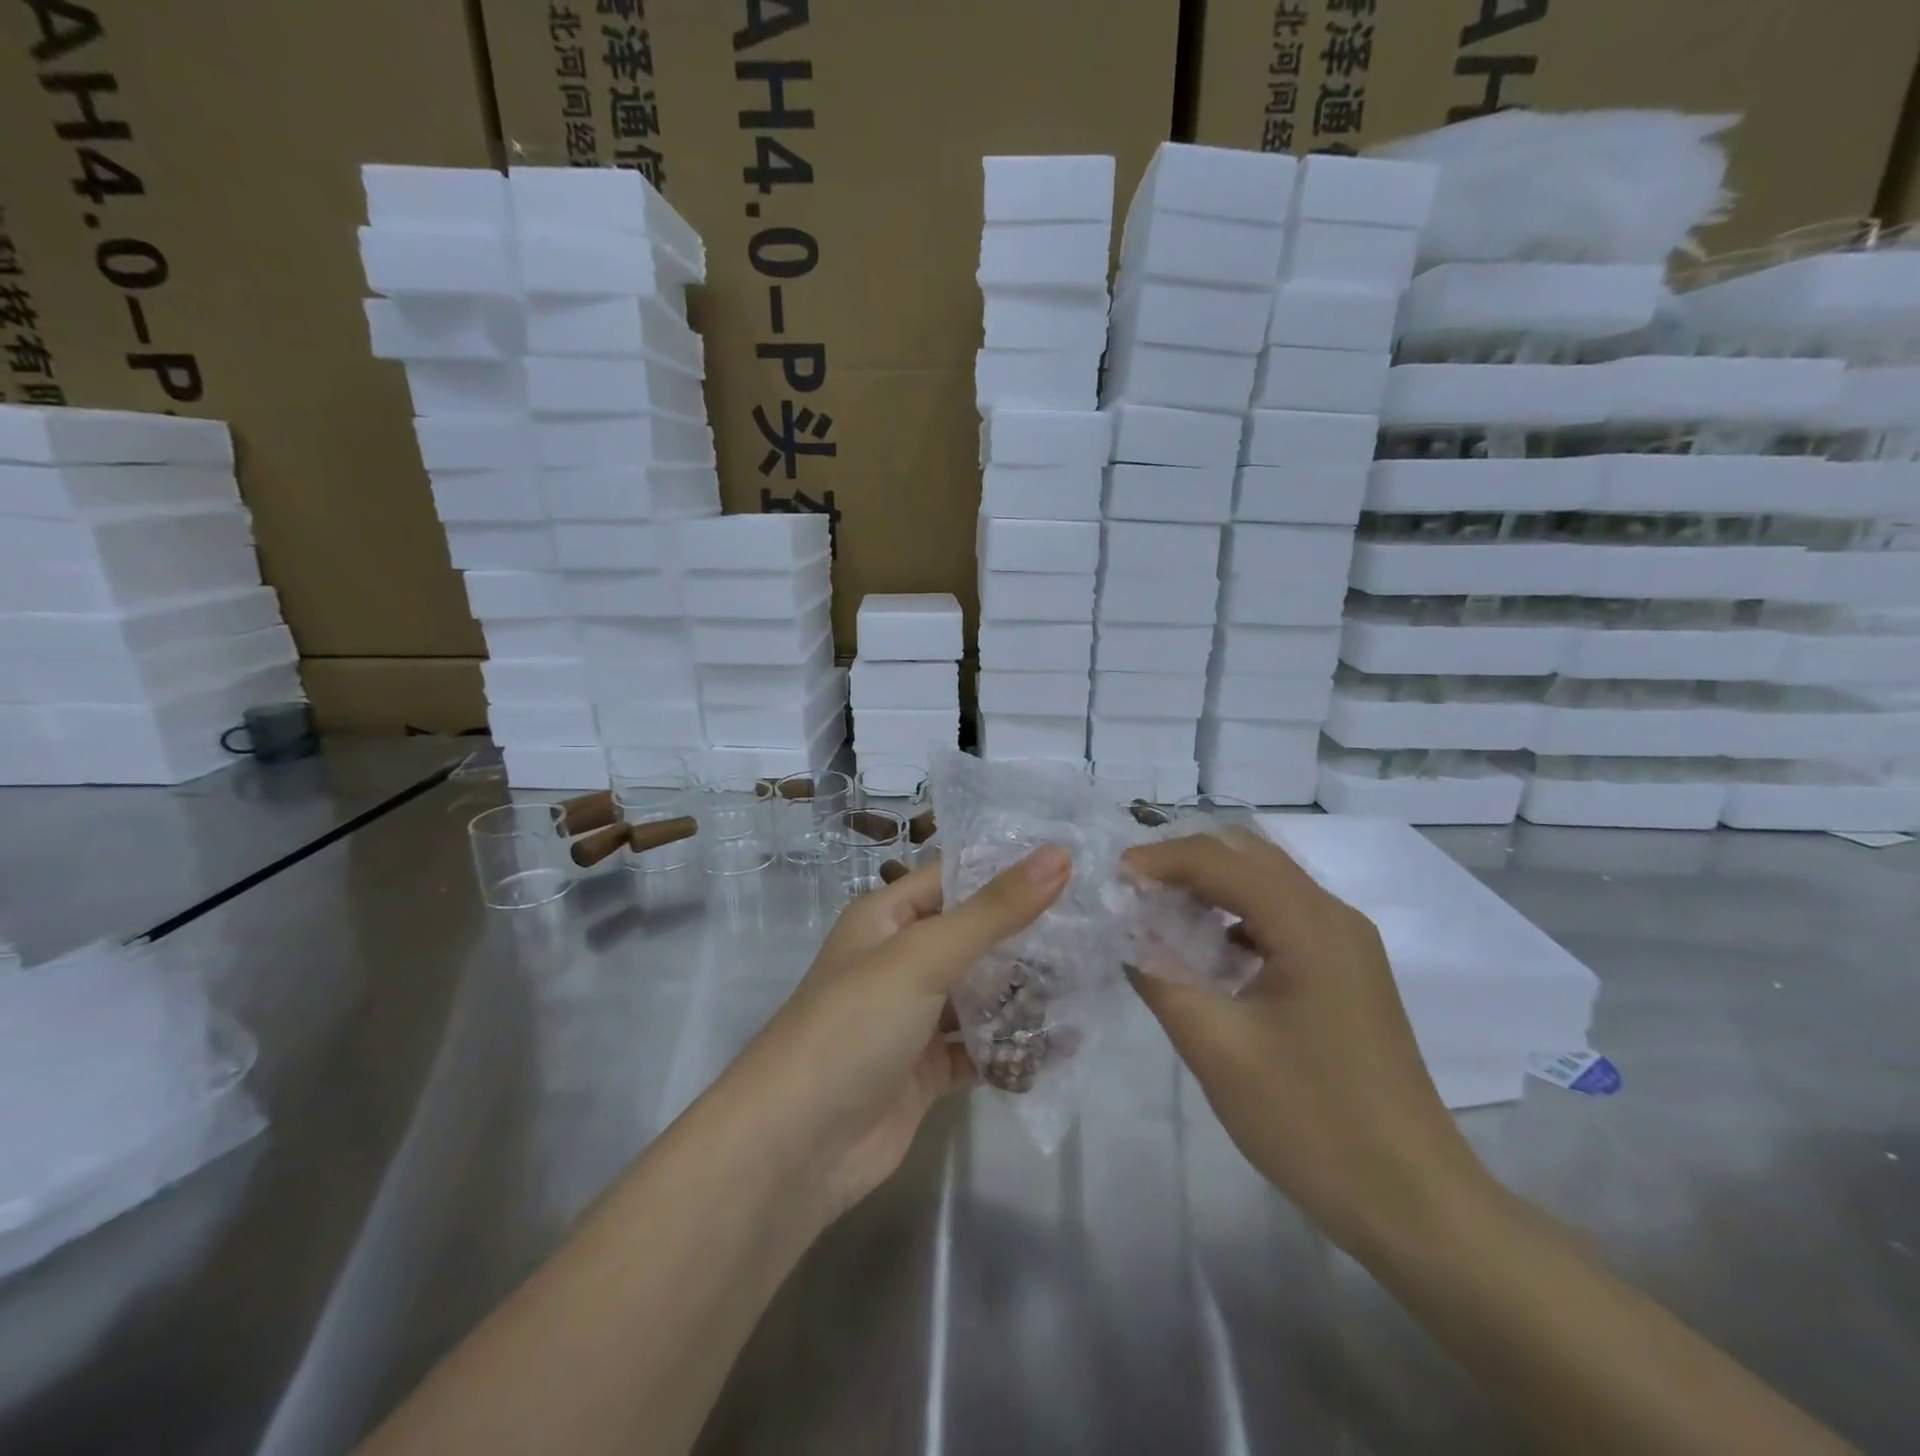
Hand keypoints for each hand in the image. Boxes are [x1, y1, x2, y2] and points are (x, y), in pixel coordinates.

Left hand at [742, 845, 1071, 1217]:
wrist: (795, 1148)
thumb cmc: (854, 1026)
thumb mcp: (924, 955)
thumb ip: (994, 910)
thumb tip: (1059, 855)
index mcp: (887, 918)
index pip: (956, 878)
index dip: (1009, 870)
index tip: (1076, 865)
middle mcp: (900, 961)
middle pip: (974, 937)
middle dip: (1028, 936)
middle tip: (1097, 928)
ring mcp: (913, 1018)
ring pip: (981, 994)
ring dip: (1026, 994)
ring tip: (1092, 983)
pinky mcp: (926, 1071)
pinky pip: (980, 1048)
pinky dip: (1014, 1048)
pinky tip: (1063, 1045)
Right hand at [1122, 829, 1489, 1256]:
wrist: (1412, 1200)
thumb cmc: (1310, 1120)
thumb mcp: (1216, 1047)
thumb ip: (1160, 976)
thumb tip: (1124, 931)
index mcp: (1308, 925)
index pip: (1219, 860)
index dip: (1159, 861)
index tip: (1111, 879)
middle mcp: (1333, 916)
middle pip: (1247, 855)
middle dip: (1183, 861)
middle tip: (1132, 891)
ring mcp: (1347, 942)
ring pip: (1267, 881)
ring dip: (1210, 883)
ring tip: (1158, 910)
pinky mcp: (1348, 970)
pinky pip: (1284, 914)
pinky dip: (1236, 912)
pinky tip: (1207, 947)